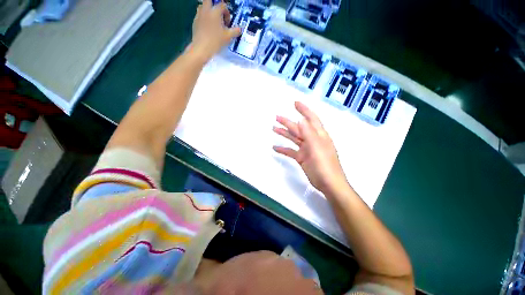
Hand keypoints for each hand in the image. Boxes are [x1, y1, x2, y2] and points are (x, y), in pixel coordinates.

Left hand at [189, 0, 240, 61]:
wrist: (201, 48)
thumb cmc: (215, 41)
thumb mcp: (228, 37)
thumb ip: (235, 31)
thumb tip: (240, 29)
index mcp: (215, 11)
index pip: (223, 6)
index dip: (227, 13)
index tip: (228, 23)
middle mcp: (206, 10)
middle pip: (210, 0)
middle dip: (215, 6)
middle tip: (219, 16)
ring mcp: (199, 15)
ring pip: (203, 7)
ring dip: (208, 11)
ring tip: (213, 22)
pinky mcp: (195, 22)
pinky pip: (200, 16)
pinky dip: (204, 19)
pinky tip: (207, 29)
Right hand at [273, 101, 348, 194]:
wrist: (328, 184)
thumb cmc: (324, 164)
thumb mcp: (317, 147)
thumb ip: (308, 133)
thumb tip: (301, 120)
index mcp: (319, 135)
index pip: (311, 118)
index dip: (304, 110)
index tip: (295, 103)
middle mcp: (312, 139)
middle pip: (299, 128)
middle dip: (288, 122)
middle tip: (277, 117)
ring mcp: (306, 149)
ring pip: (294, 138)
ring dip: (284, 133)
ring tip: (274, 128)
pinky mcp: (302, 158)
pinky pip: (291, 151)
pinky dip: (283, 149)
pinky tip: (275, 147)